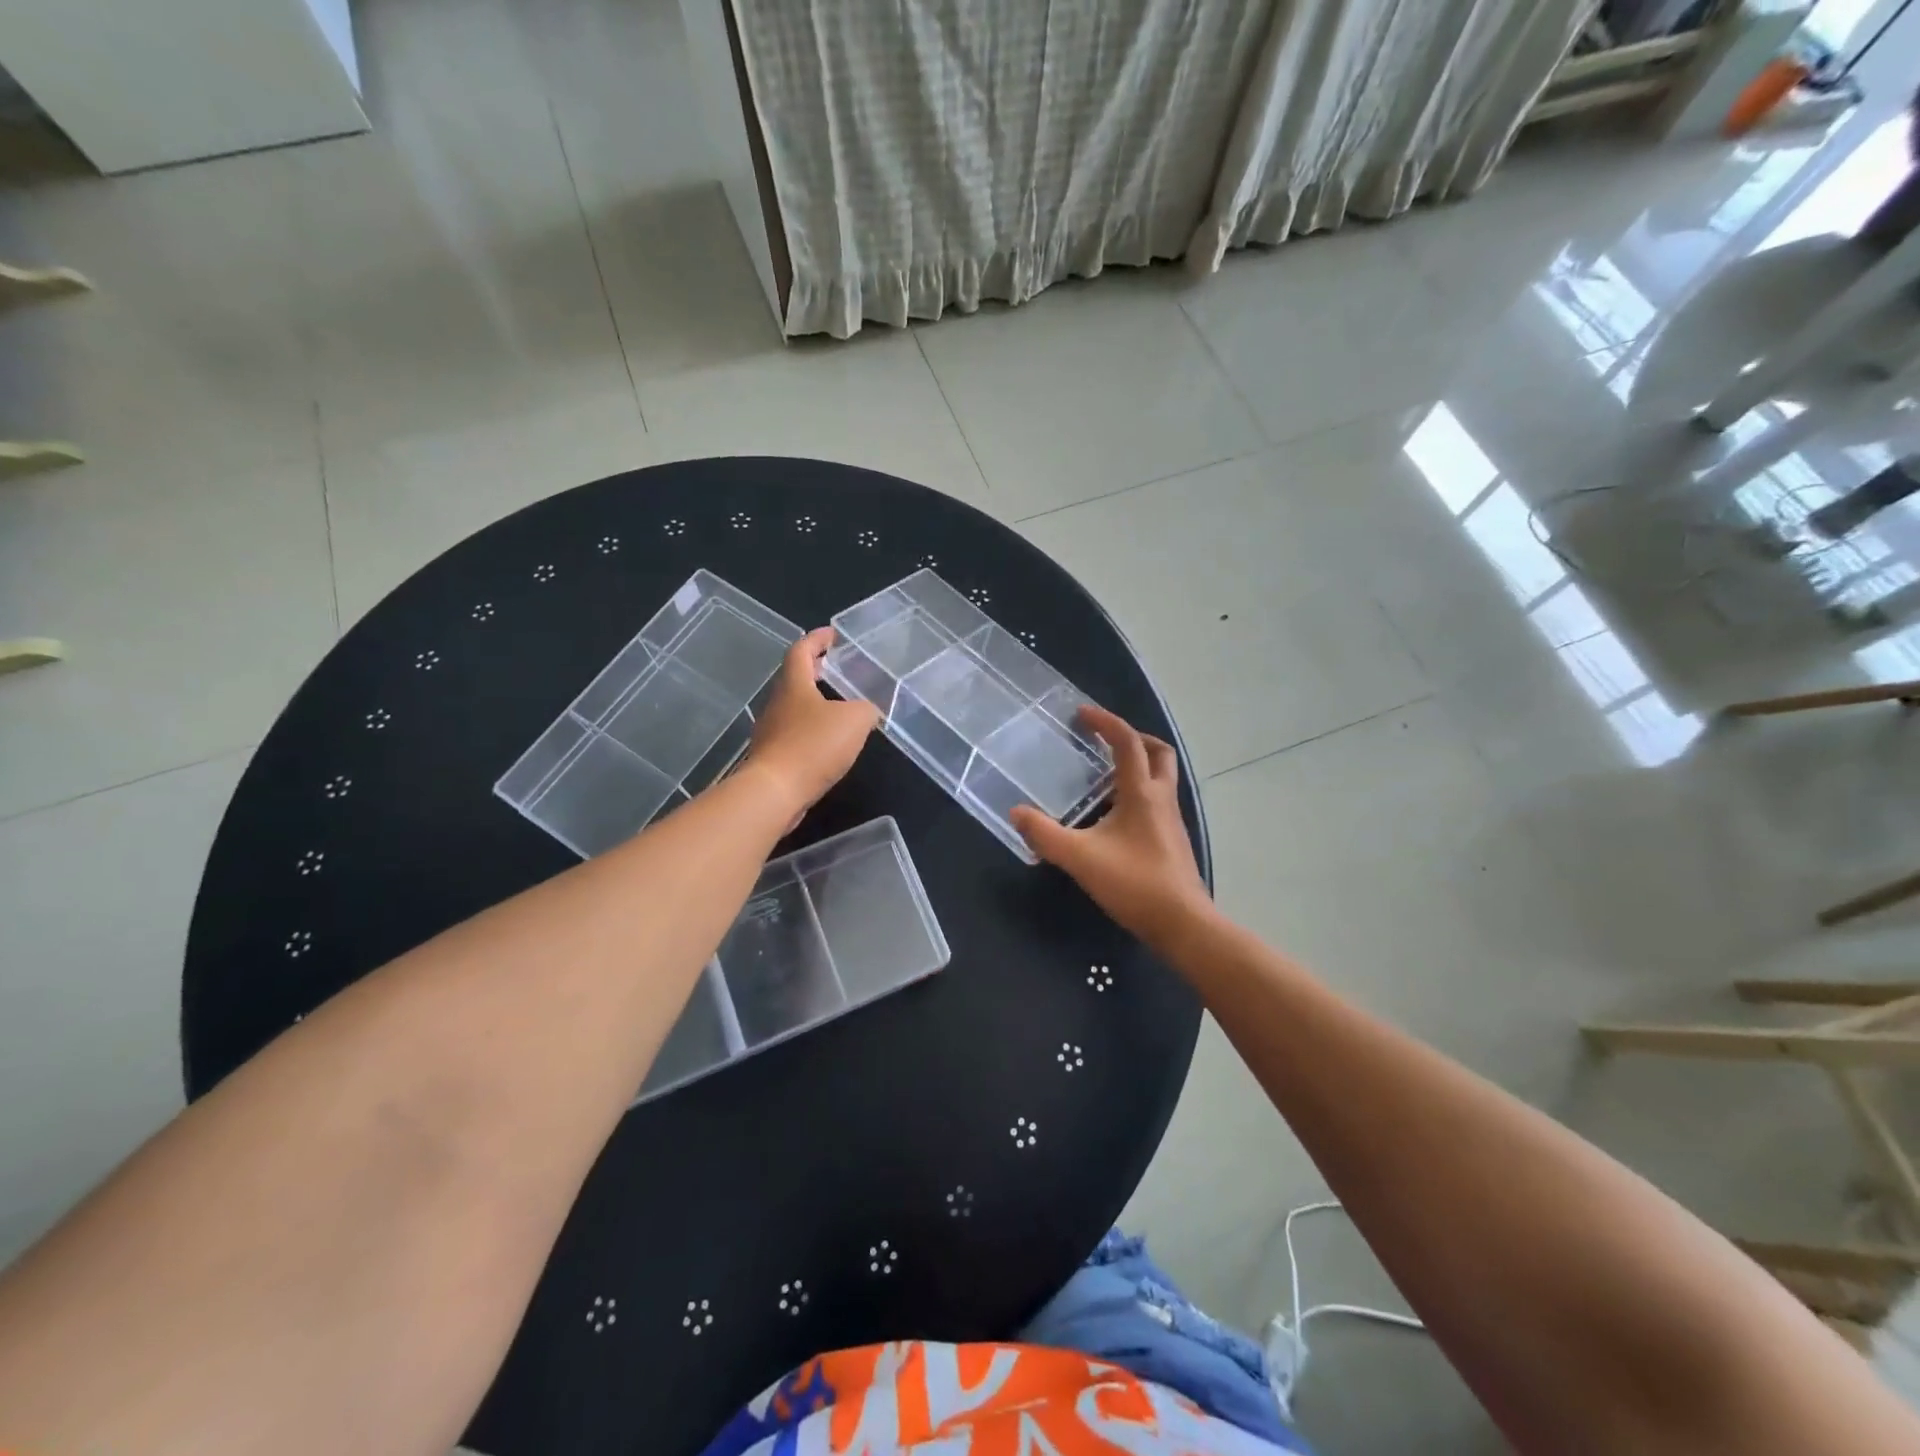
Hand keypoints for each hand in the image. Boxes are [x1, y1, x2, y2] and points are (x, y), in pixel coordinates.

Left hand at [744, 628, 879, 824]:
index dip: (816, 639)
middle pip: (794, 678)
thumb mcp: (854, 721)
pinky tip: (828, 741)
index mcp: (794, 685)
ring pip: (793, 707)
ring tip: (837, 705)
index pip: (801, 650)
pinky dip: (811, 729)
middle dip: (814, 669)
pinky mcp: (773, 757)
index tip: (832, 634)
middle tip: (835, 665)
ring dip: (813, 701)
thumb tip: (869, 711)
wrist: (774, 792)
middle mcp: (778, 703)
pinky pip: (794, 733)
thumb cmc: (812, 746)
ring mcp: (771, 731)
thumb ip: (866, 709)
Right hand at [1009, 705, 1209, 949]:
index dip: (1106, 722)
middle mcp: (1161, 799)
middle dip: (1133, 738)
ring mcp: (1171, 820)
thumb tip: (1017, 813)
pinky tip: (1115, 815)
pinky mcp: (1172, 840)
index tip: (1082, 714)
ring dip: (1138, 765)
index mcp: (1142, 793)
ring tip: (1105, 774)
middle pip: (1158, 752)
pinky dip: (1138, 792)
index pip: (1127, 743)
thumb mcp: (1080, 858)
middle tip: (1105, 739)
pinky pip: (1157, 801)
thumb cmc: (1134, 883)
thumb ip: (1044, 835)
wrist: (1182, 923)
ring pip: (1161, 777)